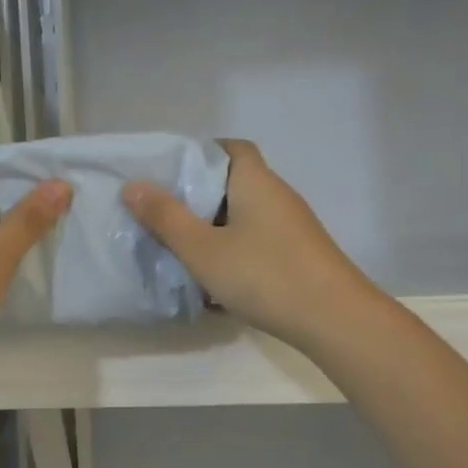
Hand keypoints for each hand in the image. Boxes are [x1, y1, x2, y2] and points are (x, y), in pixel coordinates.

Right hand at [122, 140, 378, 352]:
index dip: (199, 153)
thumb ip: (166, 217)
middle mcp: (277, 196)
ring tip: (181, 249)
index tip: (167, 173)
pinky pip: (256, 243)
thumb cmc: (264, 275)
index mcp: (255, 181)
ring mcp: (292, 227)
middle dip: (198, 197)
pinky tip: (215, 281)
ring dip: (214, 229)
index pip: (229, 148)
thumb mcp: (203, 249)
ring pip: (243, 217)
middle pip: (233, 182)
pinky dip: (233, 253)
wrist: (335, 320)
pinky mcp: (298, 255)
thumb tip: (132, 185)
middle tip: (163, 215)